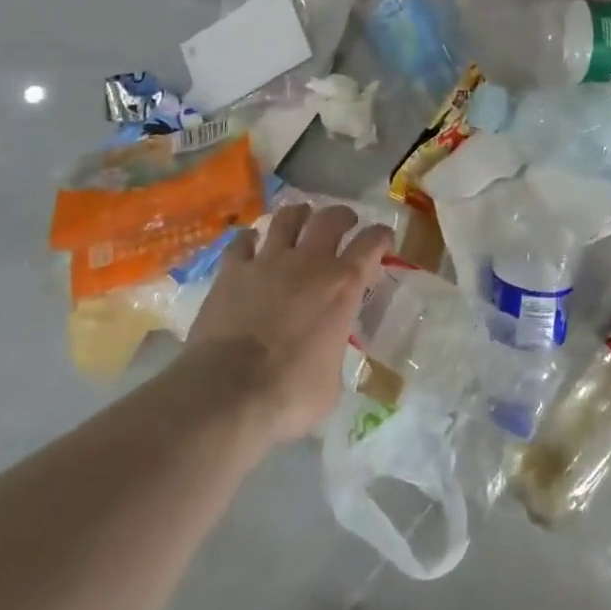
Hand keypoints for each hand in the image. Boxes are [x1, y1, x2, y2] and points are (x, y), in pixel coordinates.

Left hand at [186, 203, 395, 442]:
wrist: (226, 393)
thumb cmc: (289, 394)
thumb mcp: (331, 382)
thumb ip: (333, 353)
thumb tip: (326, 354)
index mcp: (342, 286)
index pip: (371, 243)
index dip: (381, 236)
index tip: (383, 239)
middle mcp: (309, 262)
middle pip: (331, 218)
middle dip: (342, 216)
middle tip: (344, 222)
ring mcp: (267, 262)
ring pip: (287, 218)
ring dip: (298, 215)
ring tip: (301, 218)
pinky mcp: (231, 272)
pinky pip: (241, 241)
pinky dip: (250, 239)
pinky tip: (251, 243)